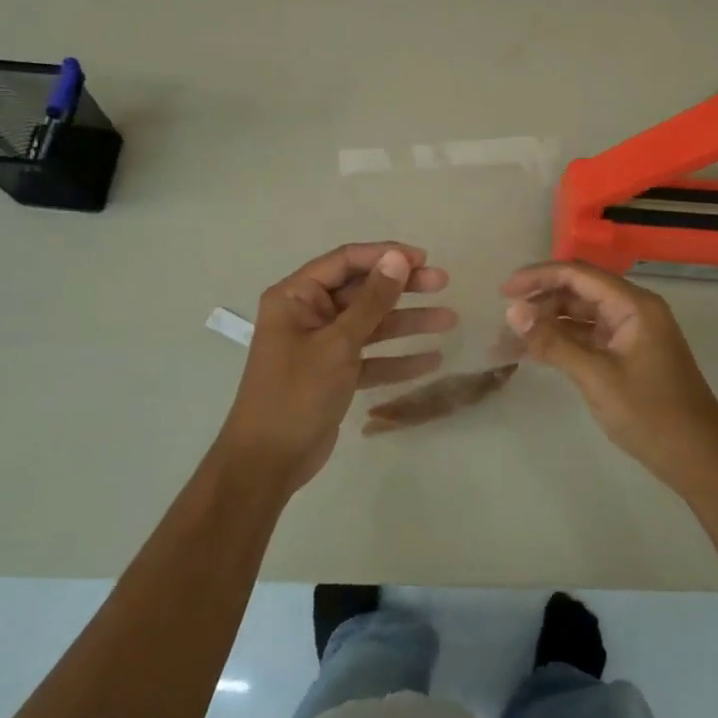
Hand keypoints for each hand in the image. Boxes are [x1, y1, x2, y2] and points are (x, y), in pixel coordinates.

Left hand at [216, 243, 453, 494]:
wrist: (268, 461)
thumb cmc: (297, 393)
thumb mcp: (338, 344)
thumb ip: (371, 301)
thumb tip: (398, 258)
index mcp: (295, 296)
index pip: (345, 261)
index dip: (385, 256)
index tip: (424, 259)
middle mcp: (308, 314)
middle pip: (361, 291)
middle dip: (402, 287)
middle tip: (443, 282)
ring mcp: (322, 345)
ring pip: (370, 324)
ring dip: (407, 323)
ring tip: (449, 320)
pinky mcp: (334, 374)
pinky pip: (370, 357)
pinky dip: (397, 359)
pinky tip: (431, 360)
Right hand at [502, 261, 717, 496]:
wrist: (700, 459)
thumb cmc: (651, 414)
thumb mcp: (597, 377)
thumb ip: (554, 342)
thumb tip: (513, 312)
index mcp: (634, 305)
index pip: (578, 274)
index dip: (537, 276)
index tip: (503, 292)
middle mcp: (633, 310)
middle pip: (578, 291)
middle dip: (540, 301)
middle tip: (505, 322)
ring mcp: (632, 333)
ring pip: (581, 314)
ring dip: (548, 323)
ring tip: (512, 340)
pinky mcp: (628, 354)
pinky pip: (588, 336)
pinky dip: (563, 341)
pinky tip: (536, 353)